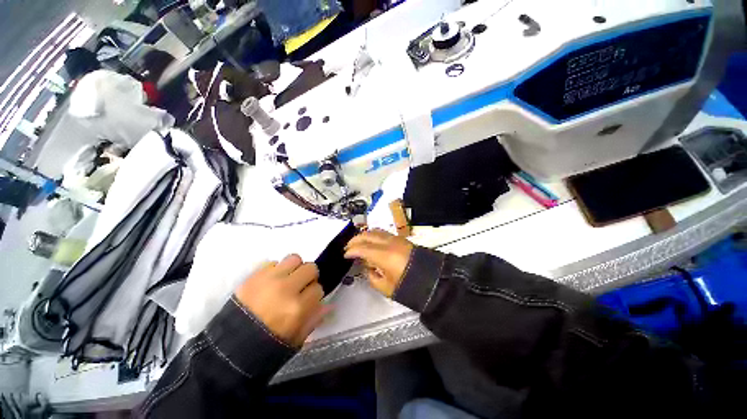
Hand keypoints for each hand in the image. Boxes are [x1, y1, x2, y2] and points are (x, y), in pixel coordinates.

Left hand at [234, 255, 328, 346]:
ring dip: (294, 268)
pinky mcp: (254, 275)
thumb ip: (314, 319)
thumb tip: (330, 304)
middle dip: (309, 277)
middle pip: (311, 268)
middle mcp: (286, 289)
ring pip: (294, 258)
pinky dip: (276, 270)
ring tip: (287, 279)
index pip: (318, 288)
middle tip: (300, 287)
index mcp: (297, 308)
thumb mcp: (296, 339)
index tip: (308, 300)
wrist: (228, 348)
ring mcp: (269, 279)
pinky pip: (273, 262)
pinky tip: (271, 282)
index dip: (314, 294)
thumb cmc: (266, 346)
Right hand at [344, 230, 413, 296]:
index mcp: (384, 255)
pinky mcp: (401, 239)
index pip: (362, 248)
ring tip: (359, 243)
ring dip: (365, 235)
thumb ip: (372, 277)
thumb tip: (368, 267)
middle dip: (355, 240)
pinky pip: (383, 233)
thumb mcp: (386, 288)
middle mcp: (389, 243)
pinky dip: (374, 235)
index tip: (345, 254)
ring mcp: (396, 239)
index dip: (351, 250)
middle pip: (367, 235)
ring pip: (375, 231)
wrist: (432, 280)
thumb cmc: (409, 286)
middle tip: (348, 247)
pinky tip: (372, 242)